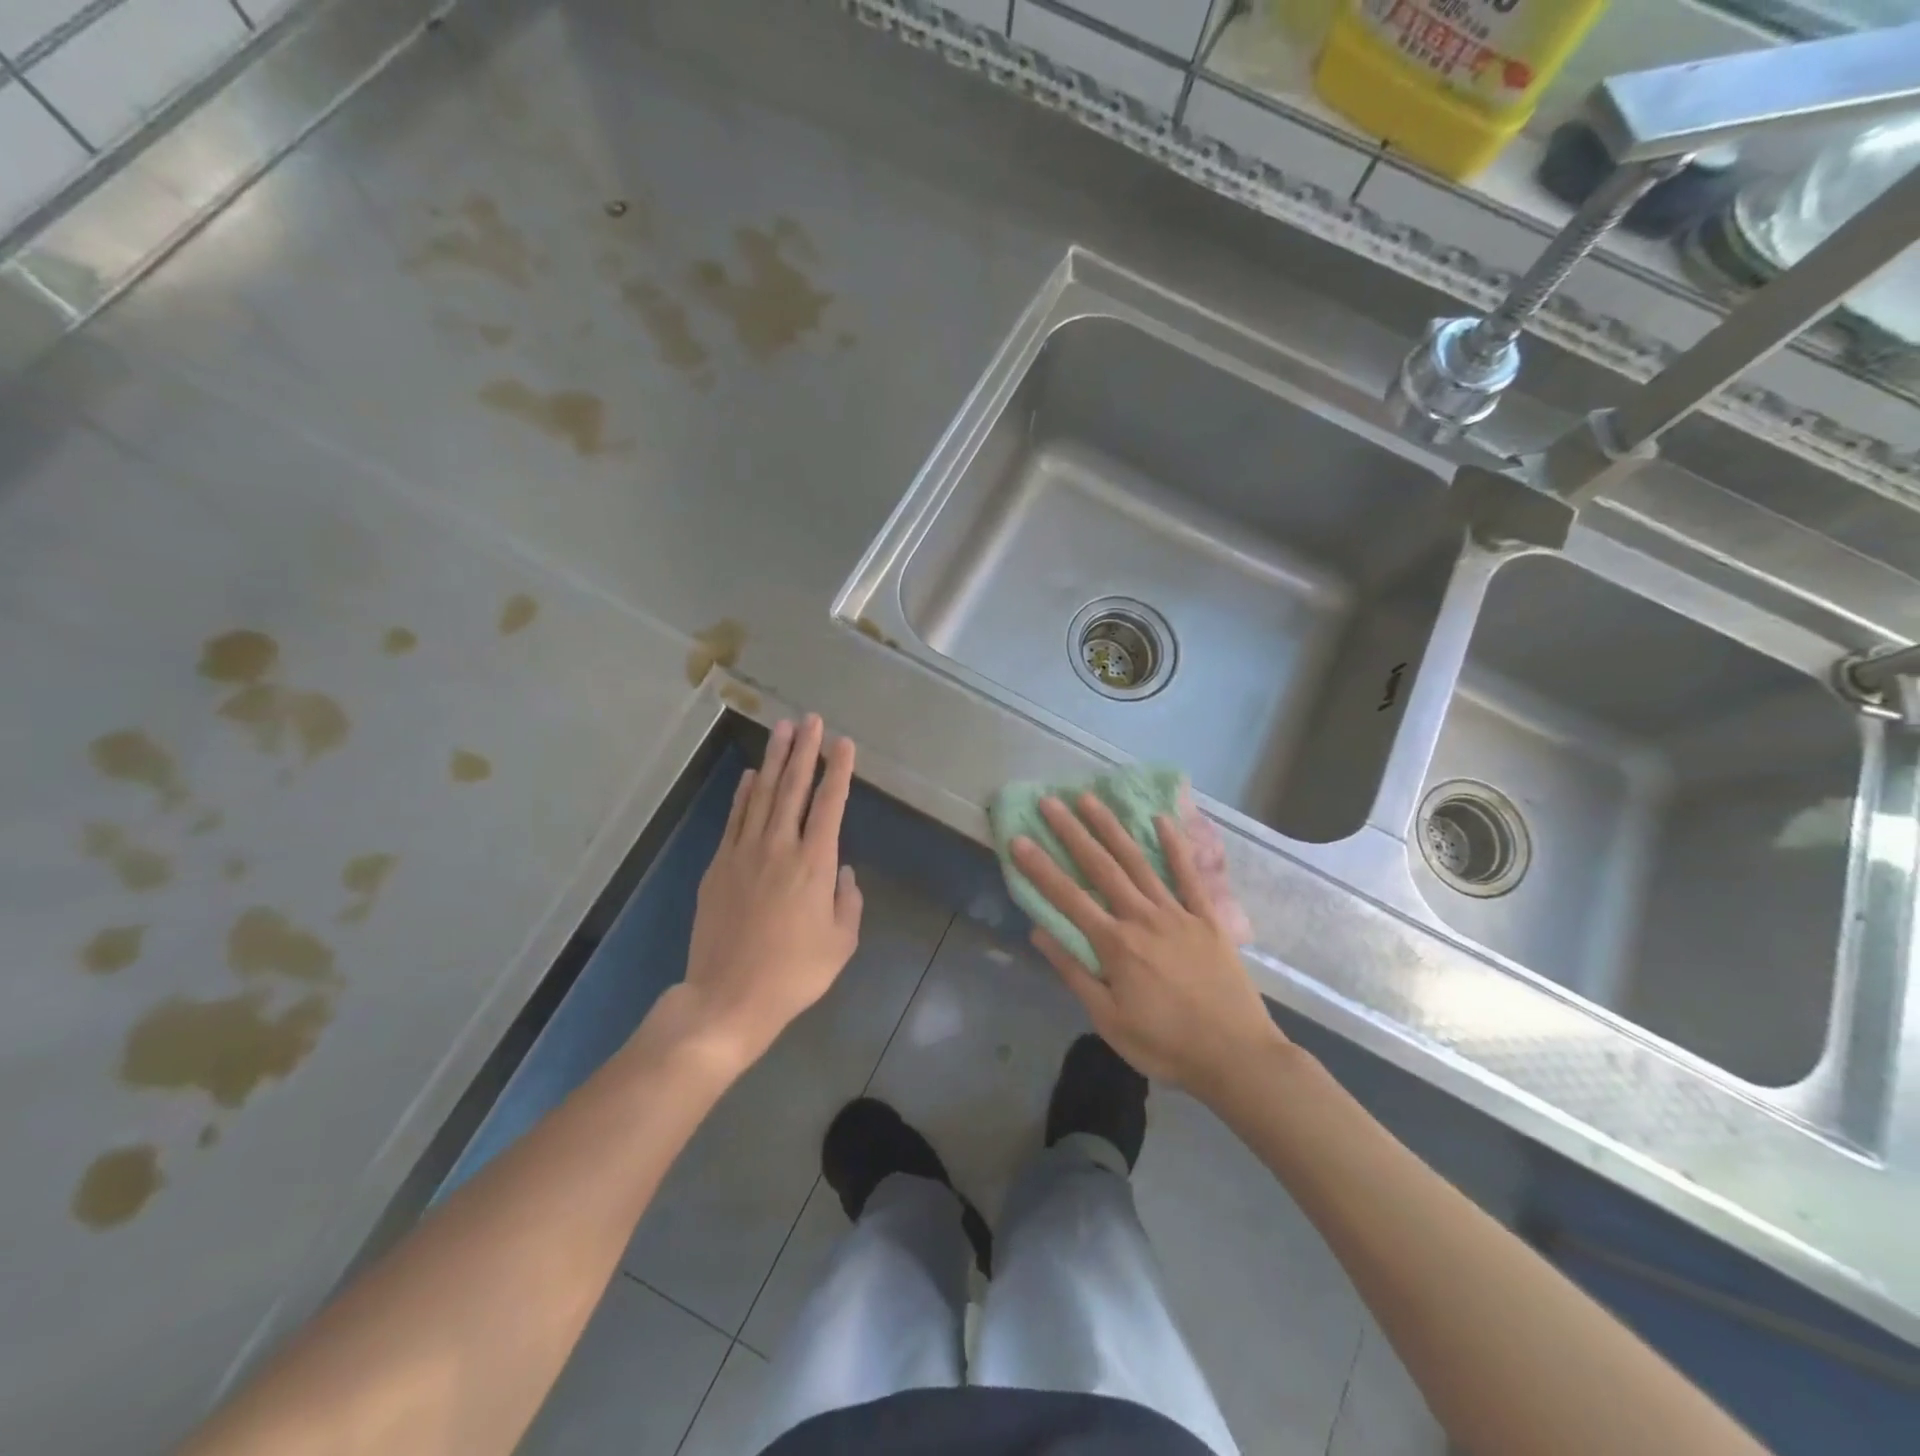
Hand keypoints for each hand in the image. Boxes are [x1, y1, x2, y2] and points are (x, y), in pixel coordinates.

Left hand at [672, 716, 862, 1069]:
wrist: (729, 997)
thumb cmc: (795, 973)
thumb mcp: (841, 943)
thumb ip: (848, 901)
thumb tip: (842, 871)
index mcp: (814, 864)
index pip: (830, 804)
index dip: (838, 770)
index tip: (844, 743)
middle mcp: (779, 847)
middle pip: (793, 788)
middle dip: (804, 750)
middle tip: (810, 720)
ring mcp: (744, 853)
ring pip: (762, 795)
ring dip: (774, 760)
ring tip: (782, 730)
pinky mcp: (719, 866)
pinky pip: (734, 819)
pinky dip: (744, 794)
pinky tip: (751, 776)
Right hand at [1012, 793, 1283, 1100]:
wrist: (1236, 1056)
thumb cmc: (1165, 1045)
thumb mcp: (1109, 1020)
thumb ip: (1074, 972)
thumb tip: (1039, 932)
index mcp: (1115, 944)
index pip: (1068, 897)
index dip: (1040, 868)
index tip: (1018, 839)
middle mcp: (1142, 918)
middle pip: (1101, 867)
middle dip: (1072, 832)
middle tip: (1050, 801)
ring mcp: (1177, 913)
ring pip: (1138, 862)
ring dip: (1112, 828)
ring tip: (1090, 799)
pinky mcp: (1207, 918)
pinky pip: (1188, 876)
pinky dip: (1174, 847)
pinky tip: (1160, 820)